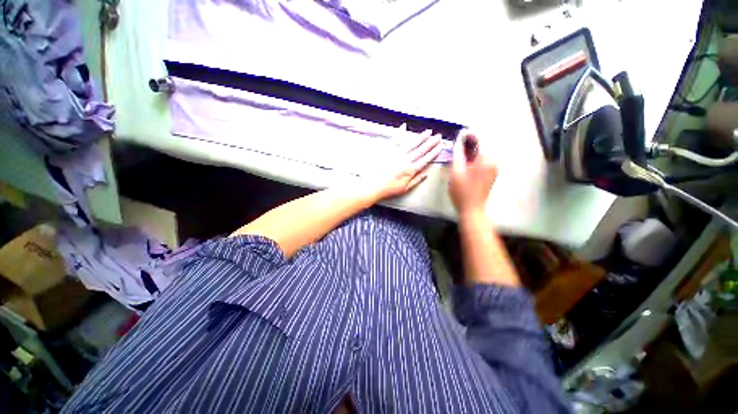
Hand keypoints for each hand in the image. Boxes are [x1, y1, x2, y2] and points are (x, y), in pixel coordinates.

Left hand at [361, 125, 442, 202]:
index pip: (425, 159)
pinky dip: (399, 133)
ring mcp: (396, 154)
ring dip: (420, 137)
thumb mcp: (405, 188)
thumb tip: (426, 174)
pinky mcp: (387, 151)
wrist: (373, 186)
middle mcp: (405, 160)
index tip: (440, 146)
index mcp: (410, 170)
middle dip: (431, 142)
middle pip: (420, 150)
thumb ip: (416, 180)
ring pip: (411, 144)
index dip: (434, 152)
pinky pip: (394, 140)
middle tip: (438, 135)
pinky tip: (404, 126)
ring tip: (428, 131)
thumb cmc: (389, 189)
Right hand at [449, 132, 497, 216]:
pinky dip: (475, 158)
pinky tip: (466, 161)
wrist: (472, 209)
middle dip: (471, 143)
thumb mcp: (456, 171)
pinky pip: (483, 160)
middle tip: (458, 144)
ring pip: (482, 153)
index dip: (470, 135)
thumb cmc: (462, 191)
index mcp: (486, 160)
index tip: (461, 133)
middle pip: (483, 146)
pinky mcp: (491, 174)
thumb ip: (458, 154)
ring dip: (472, 150)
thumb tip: (459, 140)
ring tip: (460, 151)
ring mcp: (494, 168)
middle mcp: (493, 162)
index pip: (481, 140)